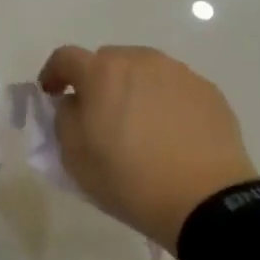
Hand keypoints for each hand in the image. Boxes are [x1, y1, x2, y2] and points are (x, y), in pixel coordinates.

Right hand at [38, 45, 258, 252]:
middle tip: (99, 114)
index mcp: (102, 72)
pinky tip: (170, 133)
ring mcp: (178, 73)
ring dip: (133, 88)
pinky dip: (164, 101)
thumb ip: (64, 118)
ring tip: (139, 124)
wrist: (207, 201)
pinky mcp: (207, 91)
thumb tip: (74, 102)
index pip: (65, 58)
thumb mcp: (75, 156)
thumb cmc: (130, 179)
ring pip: (143, 71)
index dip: (53, 73)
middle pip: (108, 60)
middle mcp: (140, 61)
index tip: (52, 94)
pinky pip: (174, 87)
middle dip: (97, 81)